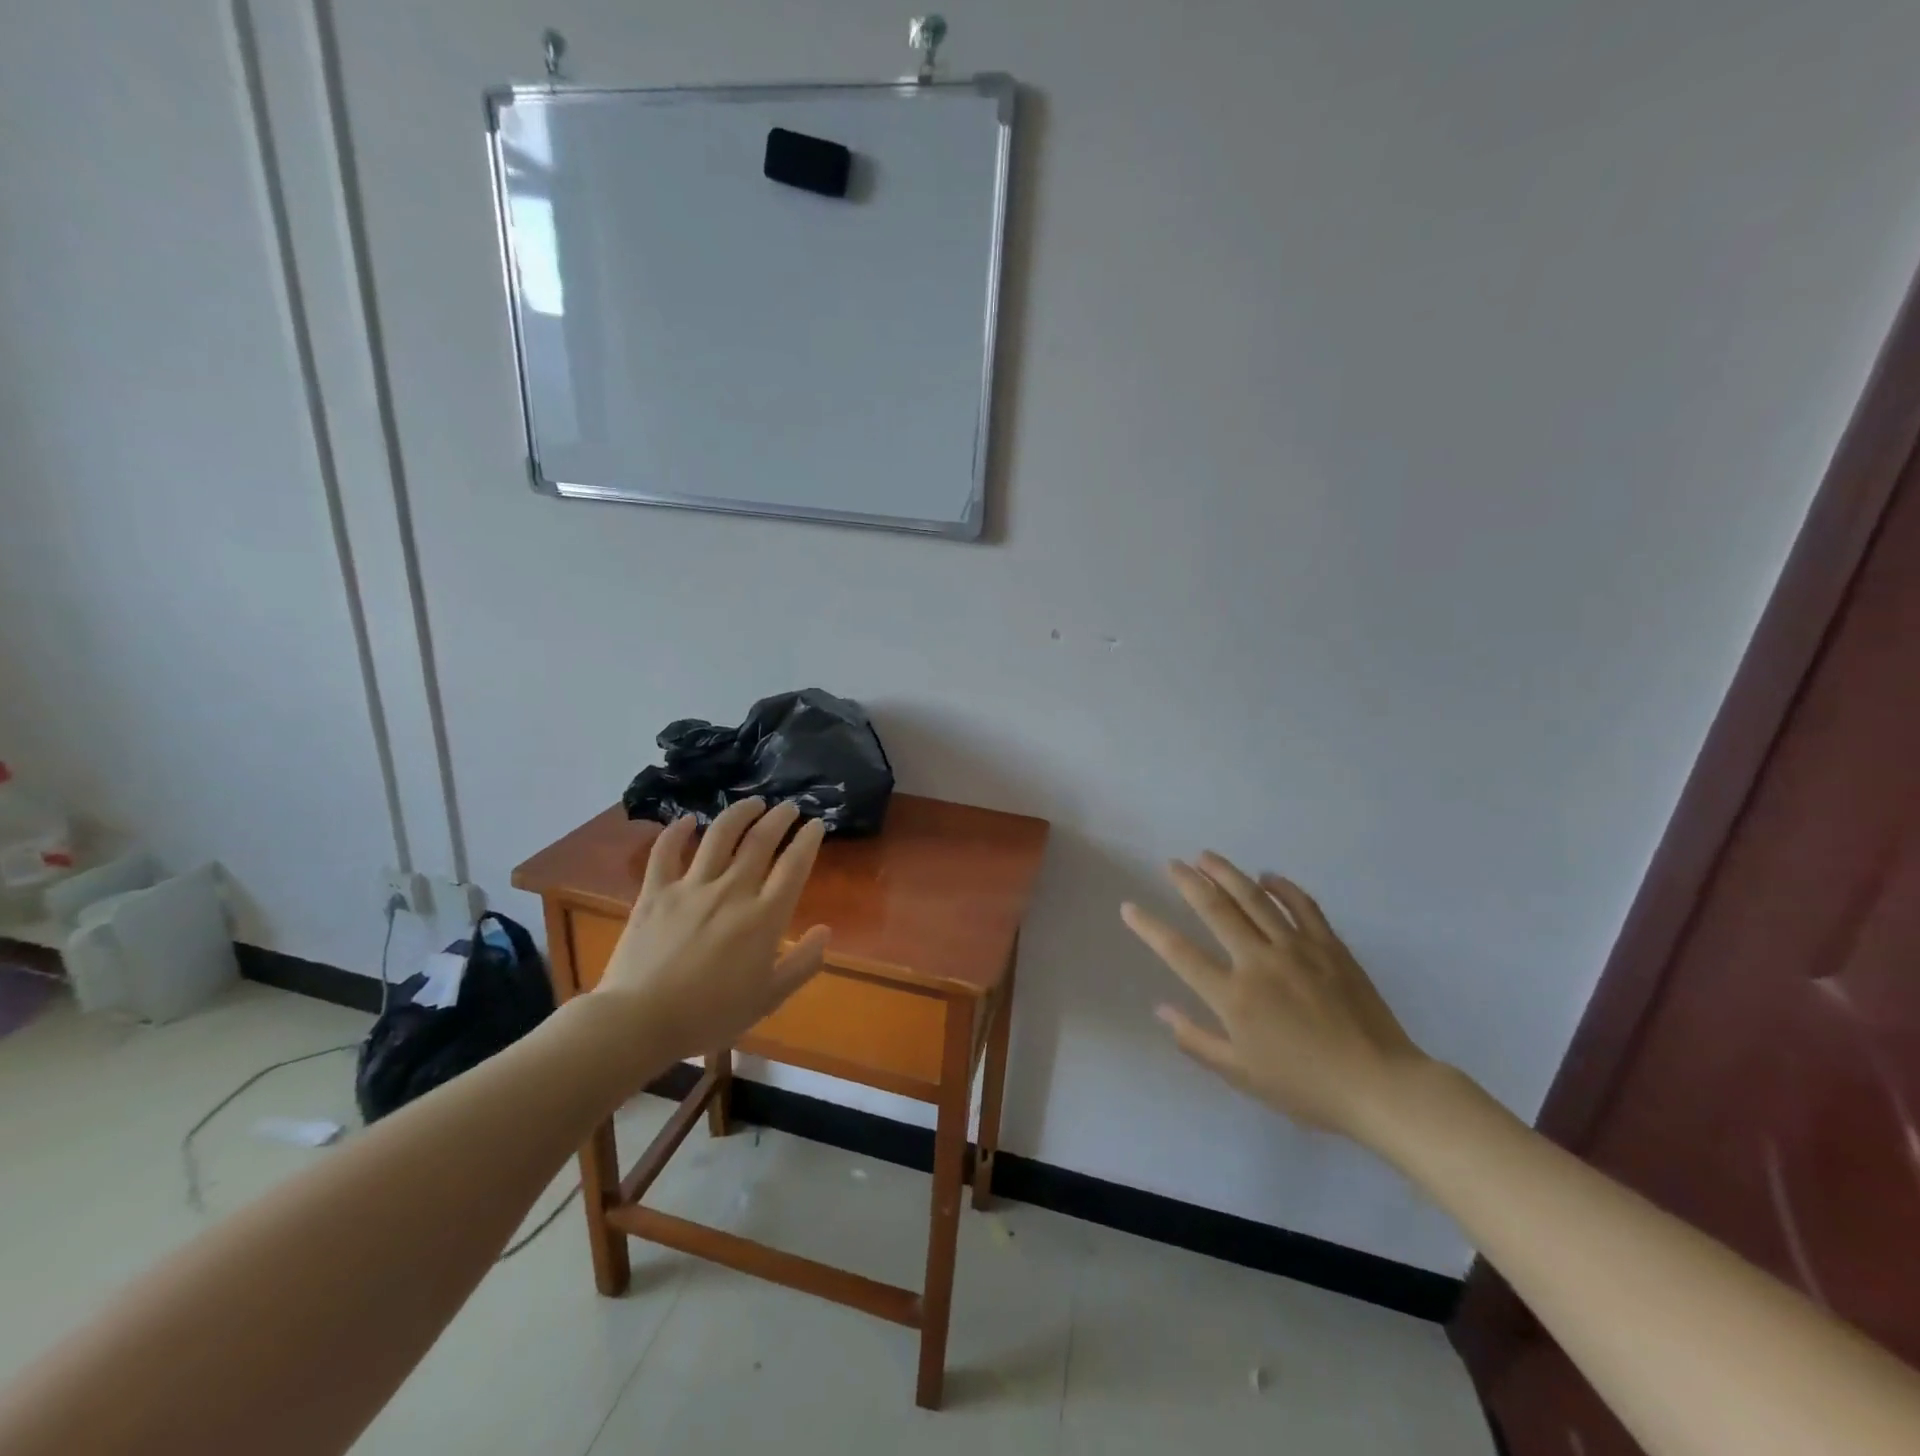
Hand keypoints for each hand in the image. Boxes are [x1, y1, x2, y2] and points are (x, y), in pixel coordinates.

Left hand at [593, 798, 830, 1063]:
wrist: (640, 1021)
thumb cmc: (710, 1015)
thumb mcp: (768, 998)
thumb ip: (802, 963)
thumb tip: (826, 931)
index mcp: (764, 917)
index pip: (794, 865)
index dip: (808, 839)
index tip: (816, 824)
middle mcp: (732, 891)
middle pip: (761, 841)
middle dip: (779, 818)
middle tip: (789, 807)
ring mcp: (691, 887)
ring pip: (719, 835)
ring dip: (740, 813)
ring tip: (753, 803)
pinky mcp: (656, 892)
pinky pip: (666, 851)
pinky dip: (676, 831)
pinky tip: (687, 820)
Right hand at [1121, 853, 1432, 1146]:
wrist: (1381, 1087)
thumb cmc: (1305, 1087)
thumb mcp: (1241, 1075)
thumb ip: (1196, 1040)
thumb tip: (1160, 1010)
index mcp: (1234, 996)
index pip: (1180, 952)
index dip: (1150, 927)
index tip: (1130, 907)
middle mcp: (1259, 962)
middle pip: (1216, 910)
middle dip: (1189, 882)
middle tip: (1172, 864)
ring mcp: (1297, 949)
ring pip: (1254, 898)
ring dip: (1227, 873)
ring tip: (1206, 856)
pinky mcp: (1330, 946)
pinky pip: (1303, 905)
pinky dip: (1282, 887)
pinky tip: (1267, 876)